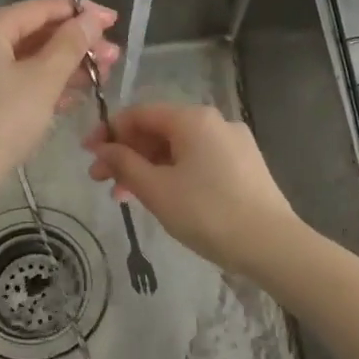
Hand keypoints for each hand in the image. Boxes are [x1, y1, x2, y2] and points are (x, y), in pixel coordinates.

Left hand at [0, 0, 119, 185]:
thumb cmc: (3, 121)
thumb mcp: (44, 79)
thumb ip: (70, 44)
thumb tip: (91, 17)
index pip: (39, 8)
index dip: (79, 13)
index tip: (112, 21)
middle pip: (33, 34)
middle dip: (75, 45)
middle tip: (113, 57)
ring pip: (24, 60)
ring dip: (63, 67)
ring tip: (101, 77)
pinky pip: (13, 81)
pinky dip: (41, 85)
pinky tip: (72, 97)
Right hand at [83, 102, 296, 270]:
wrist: (271, 244)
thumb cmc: (207, 213)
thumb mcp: (156, 189)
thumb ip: (124, 164)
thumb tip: (103, 149)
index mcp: (193, 119)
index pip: (140, 114)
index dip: (109, 132)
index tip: (87, 154)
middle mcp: (215, 122)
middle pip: (159, 130)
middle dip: (126, 154)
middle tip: (101, 181)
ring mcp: (233, 143)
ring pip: (178, 148)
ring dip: (147, 167)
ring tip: (125, 197)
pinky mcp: (244, 165)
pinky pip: (198, 161)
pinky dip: (173, 174)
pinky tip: (161, 198)